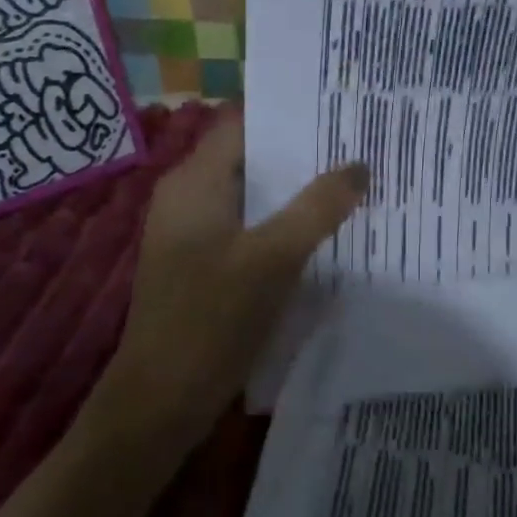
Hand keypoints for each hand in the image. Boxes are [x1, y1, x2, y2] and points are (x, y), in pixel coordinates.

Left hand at [97, 111, 366, 445]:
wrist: (158, 406)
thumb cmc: (210, 319)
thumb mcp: (273, 258)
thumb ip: (317, 208)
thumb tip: (358, 165)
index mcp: (195, 181)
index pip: (244, 123)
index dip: (288, 114)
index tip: (337, 110)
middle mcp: (189, 197)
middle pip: (251, 158)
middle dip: (301, 155)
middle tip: (356, 147)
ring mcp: (193, 233)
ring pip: (253, 196)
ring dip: (295, 192)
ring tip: (351, 184)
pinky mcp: (202, 266)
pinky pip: (248, 228)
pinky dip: (281, 224)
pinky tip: (321, 233)